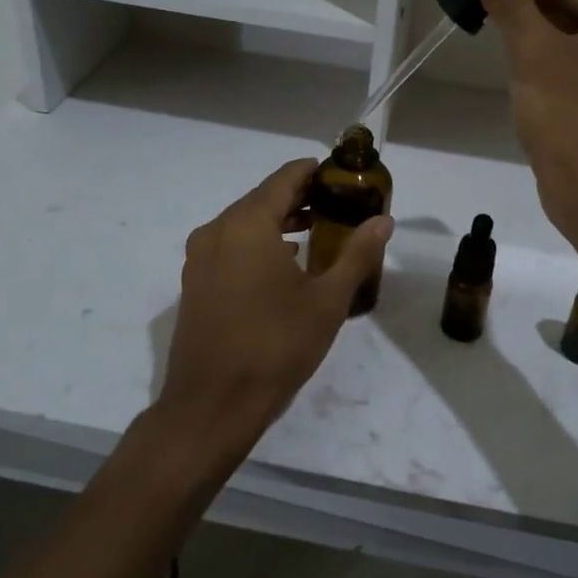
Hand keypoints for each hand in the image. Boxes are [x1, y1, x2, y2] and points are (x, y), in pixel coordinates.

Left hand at [151, 158, 391, 470]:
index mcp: (247, 224)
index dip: (316, 172)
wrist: (212, 405)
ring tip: (318, 233)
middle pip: (263, 197)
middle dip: (301, 197)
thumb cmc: (276, 346)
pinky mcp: (194, 283)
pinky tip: (284, 266)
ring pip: (244, 223)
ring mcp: (200, 257)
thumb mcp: (327, 300)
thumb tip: (383, 220)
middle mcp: (217, 230)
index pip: (285, 177)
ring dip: (279, 221)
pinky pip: (230, 246)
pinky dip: (258, 244)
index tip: (345, 178)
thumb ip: (357, 254)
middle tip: (339, 207)